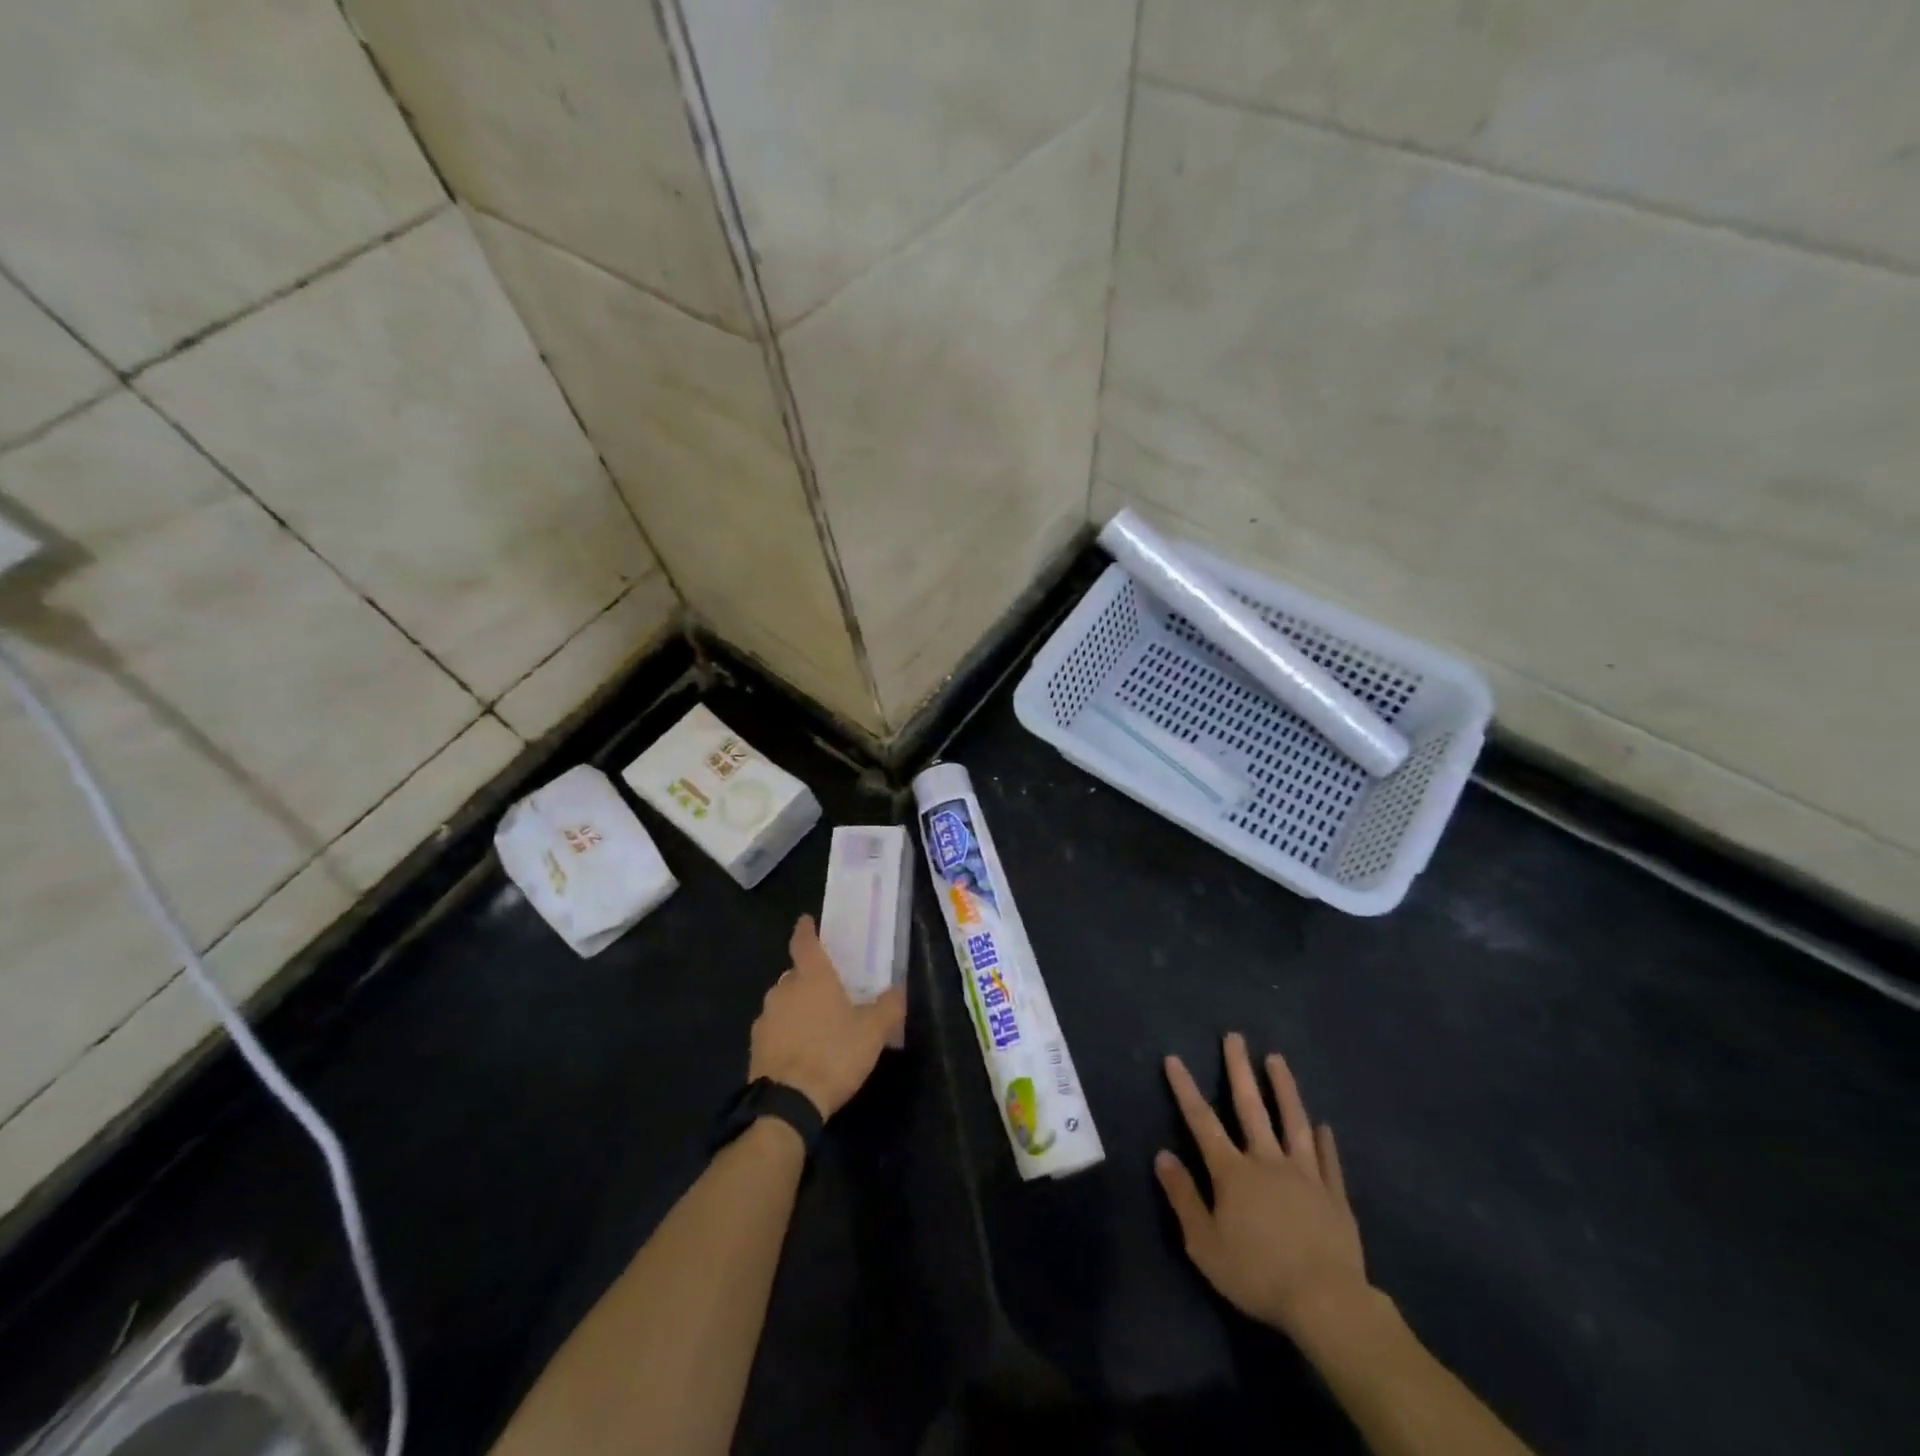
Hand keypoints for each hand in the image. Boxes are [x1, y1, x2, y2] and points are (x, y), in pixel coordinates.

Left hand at [749, 915, 905, 1119]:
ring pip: (783, 1002)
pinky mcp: (756, 1045)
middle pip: (795, 974)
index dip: (806, 930)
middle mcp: (783, 990)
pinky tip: (801, 1049)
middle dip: (809, 978)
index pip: (804, 943)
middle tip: (829, 990)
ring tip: (817, 1025)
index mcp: (812, 978)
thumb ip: (888, 1006)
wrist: (787, 1103)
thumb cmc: (834, 1055)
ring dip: (797, 1006)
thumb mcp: (873, 1032)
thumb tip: (898, 989)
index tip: (806, 920)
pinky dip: (786, 1031)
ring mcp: (765, 1018)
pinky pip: (775, 1028)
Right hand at [1156, 1033, 1370, 1341]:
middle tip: (1234, 1037)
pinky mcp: (1334, 1197)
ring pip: (1293, 1122)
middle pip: (1250, 1107)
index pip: (1202, 1121)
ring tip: (1277, 1059)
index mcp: (1233, 1172)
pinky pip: (1329, 1161)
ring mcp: (1305, 1175)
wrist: (1326, 1303)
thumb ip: (1183, 1196)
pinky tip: (1324, 1126)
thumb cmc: (1257, 1274)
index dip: (1185, 1088)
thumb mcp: (1204, 1243)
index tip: (1174, 1058)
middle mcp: (1267, 1161)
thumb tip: (1162, 1154)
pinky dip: (1325, 1142)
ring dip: (1284, 1088)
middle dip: (1239, 1070)